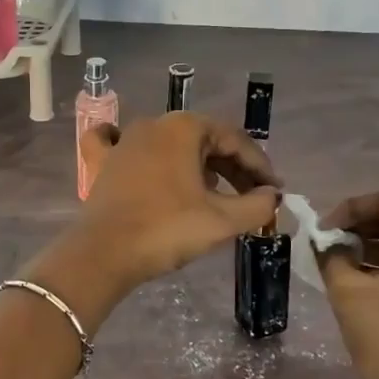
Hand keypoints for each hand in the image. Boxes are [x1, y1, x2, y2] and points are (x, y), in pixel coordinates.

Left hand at [72, 113, 279, 287]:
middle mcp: (154, 124)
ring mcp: (125, 141)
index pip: (234, 140)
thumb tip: (272, 196)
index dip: (260, 166)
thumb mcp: (221, 221)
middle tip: (253, 197)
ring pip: (171, 145)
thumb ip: (256, 205)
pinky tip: (141, 153)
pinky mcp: (104, 163)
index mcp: (184, 128)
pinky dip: (140, 151)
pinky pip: (123, 145)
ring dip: (198, 164)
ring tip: (216, 192)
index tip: (275, 191)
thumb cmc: (167, 229)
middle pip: (204, 140)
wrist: (104, 253)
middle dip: (232, 168)